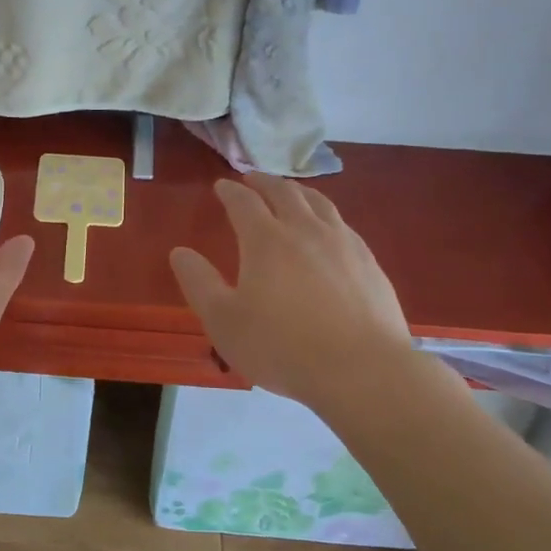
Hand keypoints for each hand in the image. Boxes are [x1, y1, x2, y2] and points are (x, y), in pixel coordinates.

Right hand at [170, 174, 410, 405]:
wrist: (362, 371)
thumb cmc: (282, 347)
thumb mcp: (224, 321)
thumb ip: (199, 283)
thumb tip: (180, 252)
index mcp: (266, 240)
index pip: (244, 203)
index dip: (230, 192)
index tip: (221, 186)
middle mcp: (306, 231)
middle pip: (284, 193)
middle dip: (264, 182)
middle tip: (253, 179)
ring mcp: (343, 244)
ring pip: (319, 203)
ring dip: (298, 191)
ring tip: (290, 192)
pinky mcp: (370, 264)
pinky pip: (343, 225)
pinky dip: (326, 216)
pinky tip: (328, 230)